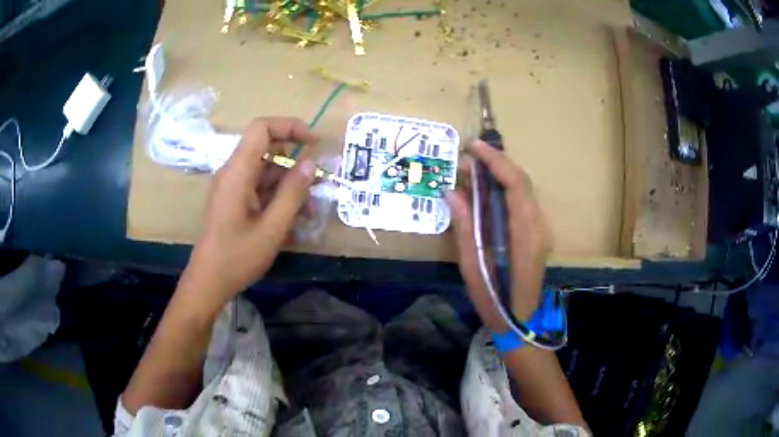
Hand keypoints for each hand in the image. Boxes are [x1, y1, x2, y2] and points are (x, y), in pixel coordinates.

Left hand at [183, 117, 317, 302]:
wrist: (208, 282)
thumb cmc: (237, 257)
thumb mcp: (272, 228)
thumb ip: (292, 193)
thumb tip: (310, 163)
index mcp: (237, 172)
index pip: (262, 128)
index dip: (290, 126)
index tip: (314, 143)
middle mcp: (233, 172)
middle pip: (266, 148)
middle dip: (295, 161)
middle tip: (317, 182)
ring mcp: (232, 187)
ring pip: (266, 170)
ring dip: (289, 184)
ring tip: (309, 210)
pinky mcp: (234, 201)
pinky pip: (259, 187)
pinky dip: (278, 196)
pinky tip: (293, 219)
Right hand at [445, 140, 552, 330]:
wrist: (520, 323)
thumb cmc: (495, 301)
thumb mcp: (473, 267)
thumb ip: (465, 228)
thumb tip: (452, 192)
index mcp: (526, 234)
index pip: (515, 185)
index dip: (495, 161)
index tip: (472, 148)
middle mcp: (538, 226)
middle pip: (522, 182)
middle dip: (495, 163)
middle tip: (467, 157)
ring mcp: (540, 230)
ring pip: (522, 190)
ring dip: (498, 175)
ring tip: (471, 170)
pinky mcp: (536, 234)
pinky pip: (521, 202)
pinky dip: (502, 190)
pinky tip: (484, 191)